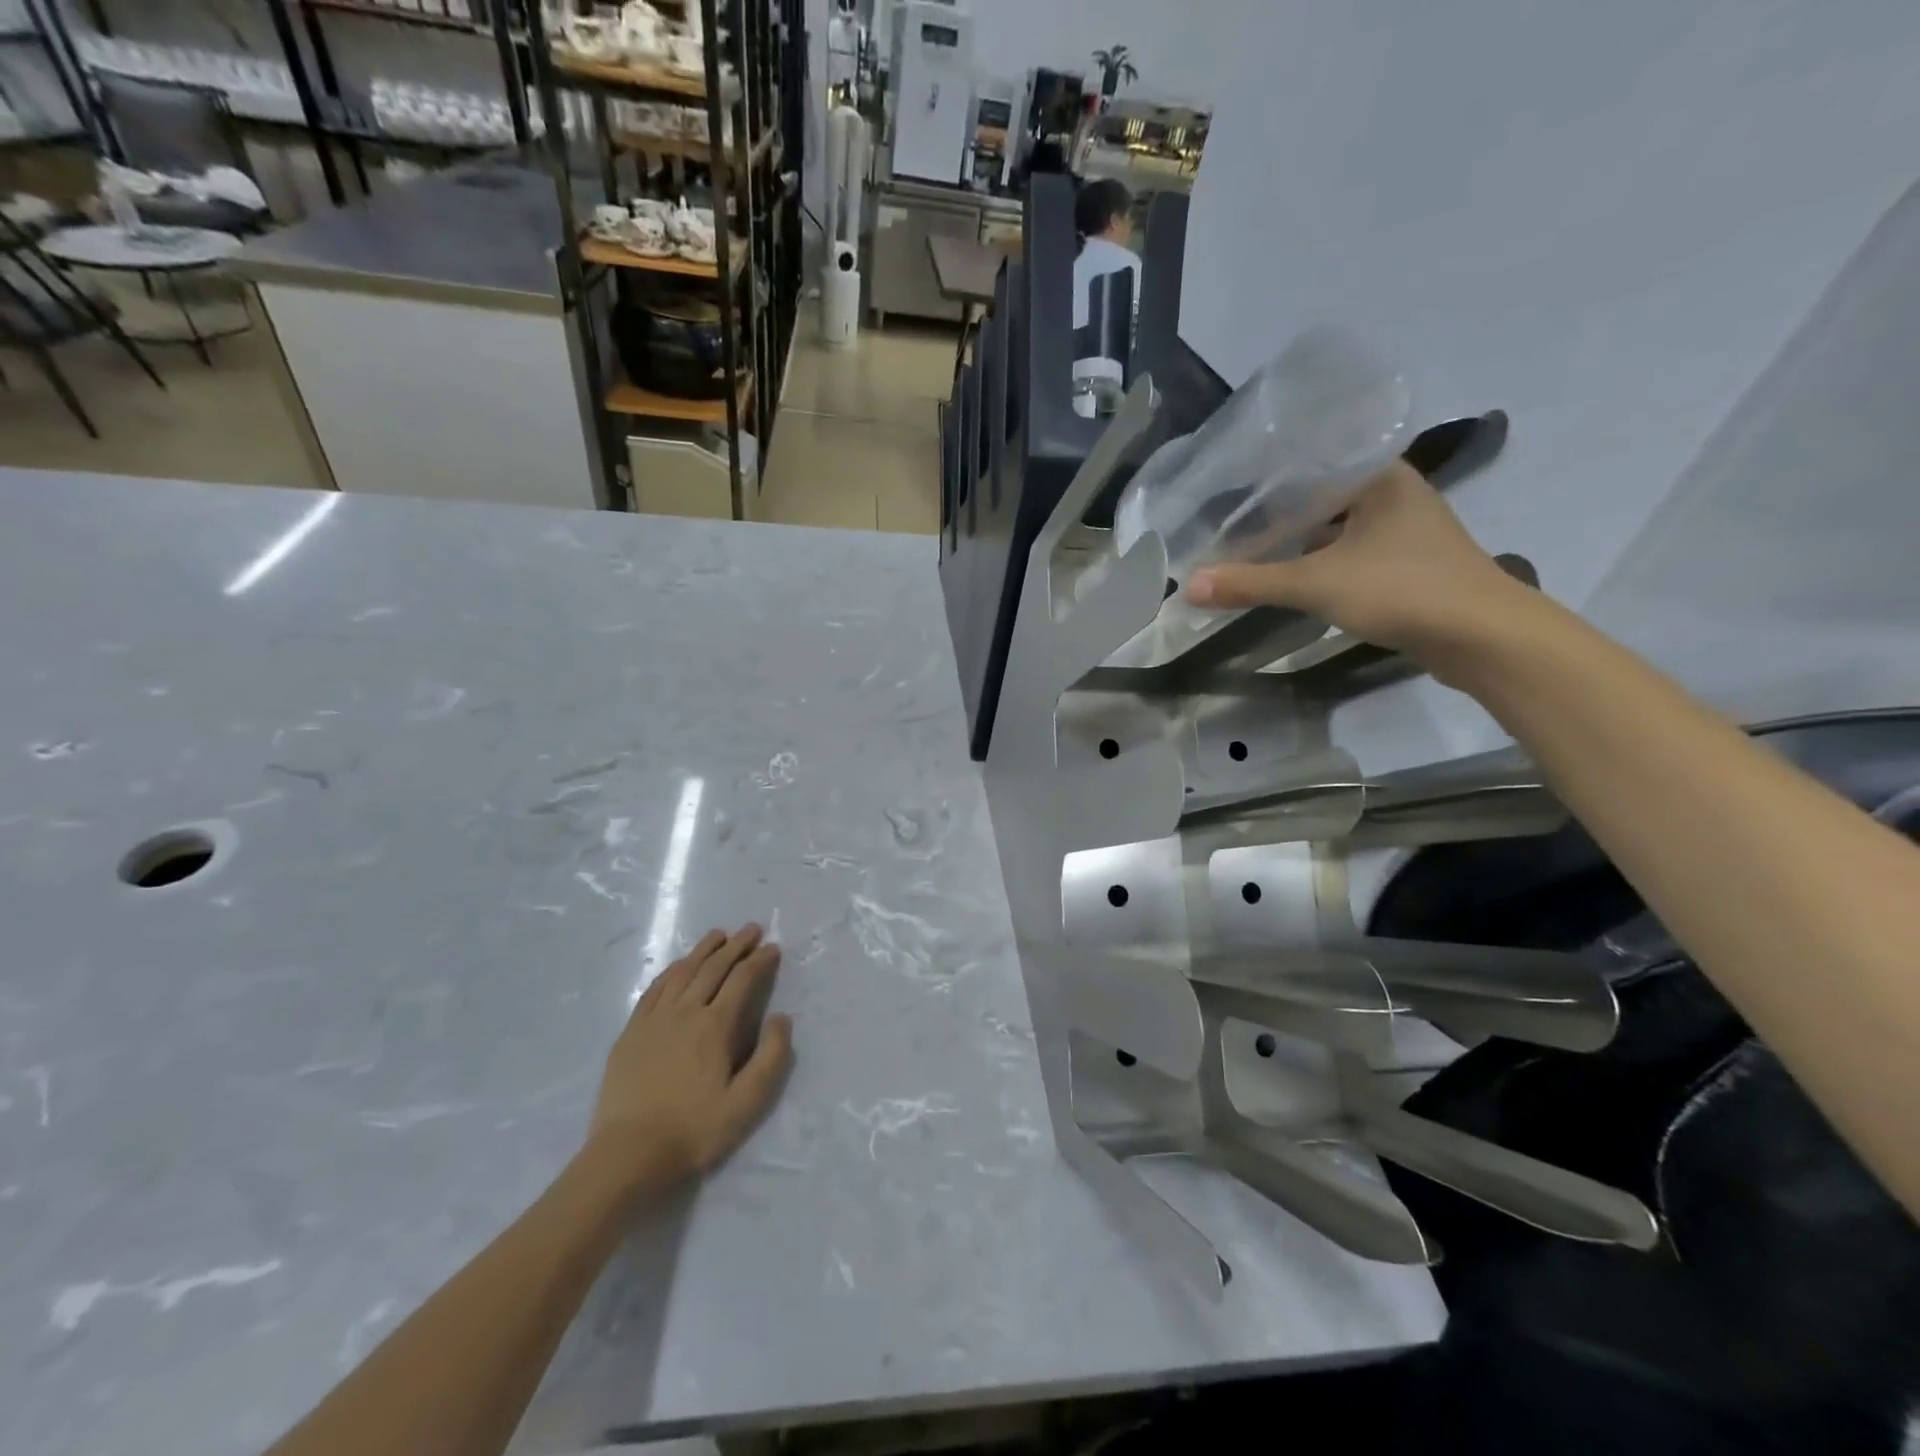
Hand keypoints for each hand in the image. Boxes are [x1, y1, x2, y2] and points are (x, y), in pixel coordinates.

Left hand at [584, 925, 792, 1196]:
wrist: (628, 1154)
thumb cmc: (694, 1130)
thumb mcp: (747, 1103)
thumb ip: (771, 1057)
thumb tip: (781, 1017)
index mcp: (715, 1026)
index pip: (742, 980)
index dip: (759, 960)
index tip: (773, 947)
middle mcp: (685, 1012)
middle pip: (713, 968)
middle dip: (736, 945)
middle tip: (751, 929)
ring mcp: (654, 1019)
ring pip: (682, 972)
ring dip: (703, 950)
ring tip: (718, 935)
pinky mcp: (631, 1032)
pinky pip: (654, 989)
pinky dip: (671, 970)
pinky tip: (678, 966)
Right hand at [1185, 461, 1532, 670]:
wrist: (1482, 637)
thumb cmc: (1403, 589)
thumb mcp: (1317, 584)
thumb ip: (1252, 583)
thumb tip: (1188, 587)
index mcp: (1378, 475)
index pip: (1310, 460)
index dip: (1264, 475)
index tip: (1221, 486)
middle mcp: (1391, 493)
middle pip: (1317, 495)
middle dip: (1272, 511)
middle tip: (1221, 519)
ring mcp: (1401, 530)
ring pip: (1331, 527)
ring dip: (1293, 539)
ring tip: (1241, 544)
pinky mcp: (1402, 564)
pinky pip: (1345, 552)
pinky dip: (1314, 561)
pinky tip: (1284, 572)